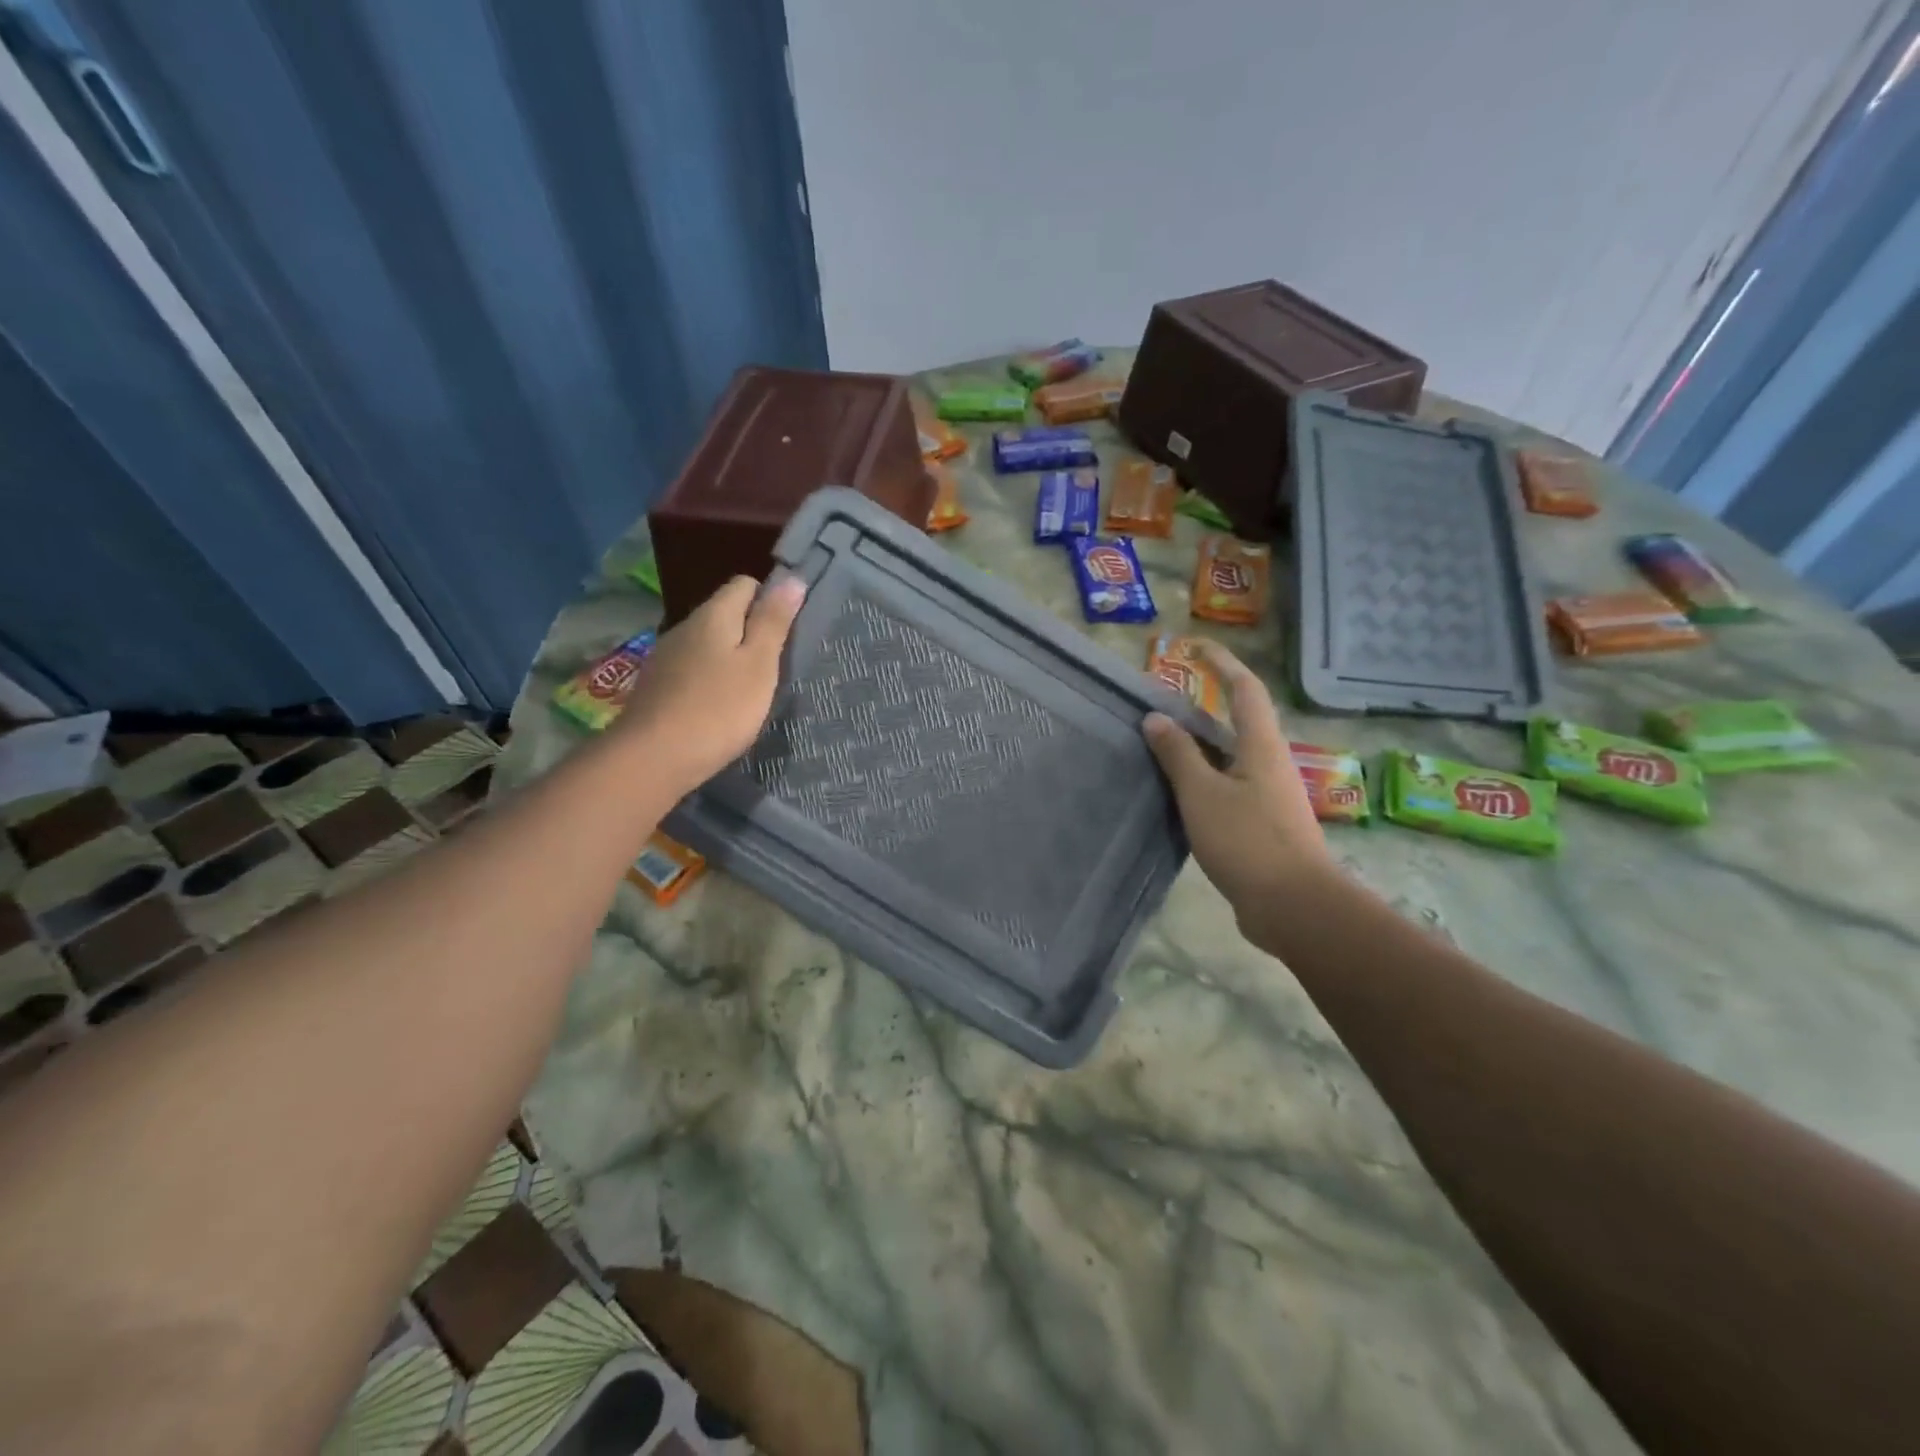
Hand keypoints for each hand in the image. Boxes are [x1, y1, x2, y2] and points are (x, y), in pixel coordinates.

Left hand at [616, 573, 806, 793]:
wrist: (654, 757)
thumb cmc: (720, 709)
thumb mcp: (759, 664)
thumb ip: (774, 622)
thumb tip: (792, 579)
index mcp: (714, 614)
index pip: (745, 584)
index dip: (770, 600)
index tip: (787, 631)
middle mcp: (685, 626)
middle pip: (725, 613)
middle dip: (750, 630)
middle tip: (775, 666)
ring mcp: (666, 656)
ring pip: (707, 642)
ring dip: (729, 656)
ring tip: (749, 689)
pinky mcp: (656, 685)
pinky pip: (692, 668)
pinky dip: (709, 678)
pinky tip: (718, 706)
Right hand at [1143, 641, 1332, 927]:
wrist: (1294, 906)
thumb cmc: (1247, 841)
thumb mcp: (1202, 794)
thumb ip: (1178, 755)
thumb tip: (1156, 717)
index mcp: (1260, 746)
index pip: (1244, 688)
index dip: (1221, 662)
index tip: (1193, 647)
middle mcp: (1269, 763)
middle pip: (1236, 722)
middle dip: (1202, 707)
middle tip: (1160, 706)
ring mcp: (1268, 795)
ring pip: (1229, 758)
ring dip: (1198, 747)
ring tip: (1159, 747)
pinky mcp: (1262, 824)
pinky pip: (1227, 788)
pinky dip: (1202, 781)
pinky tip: (1177, 795)